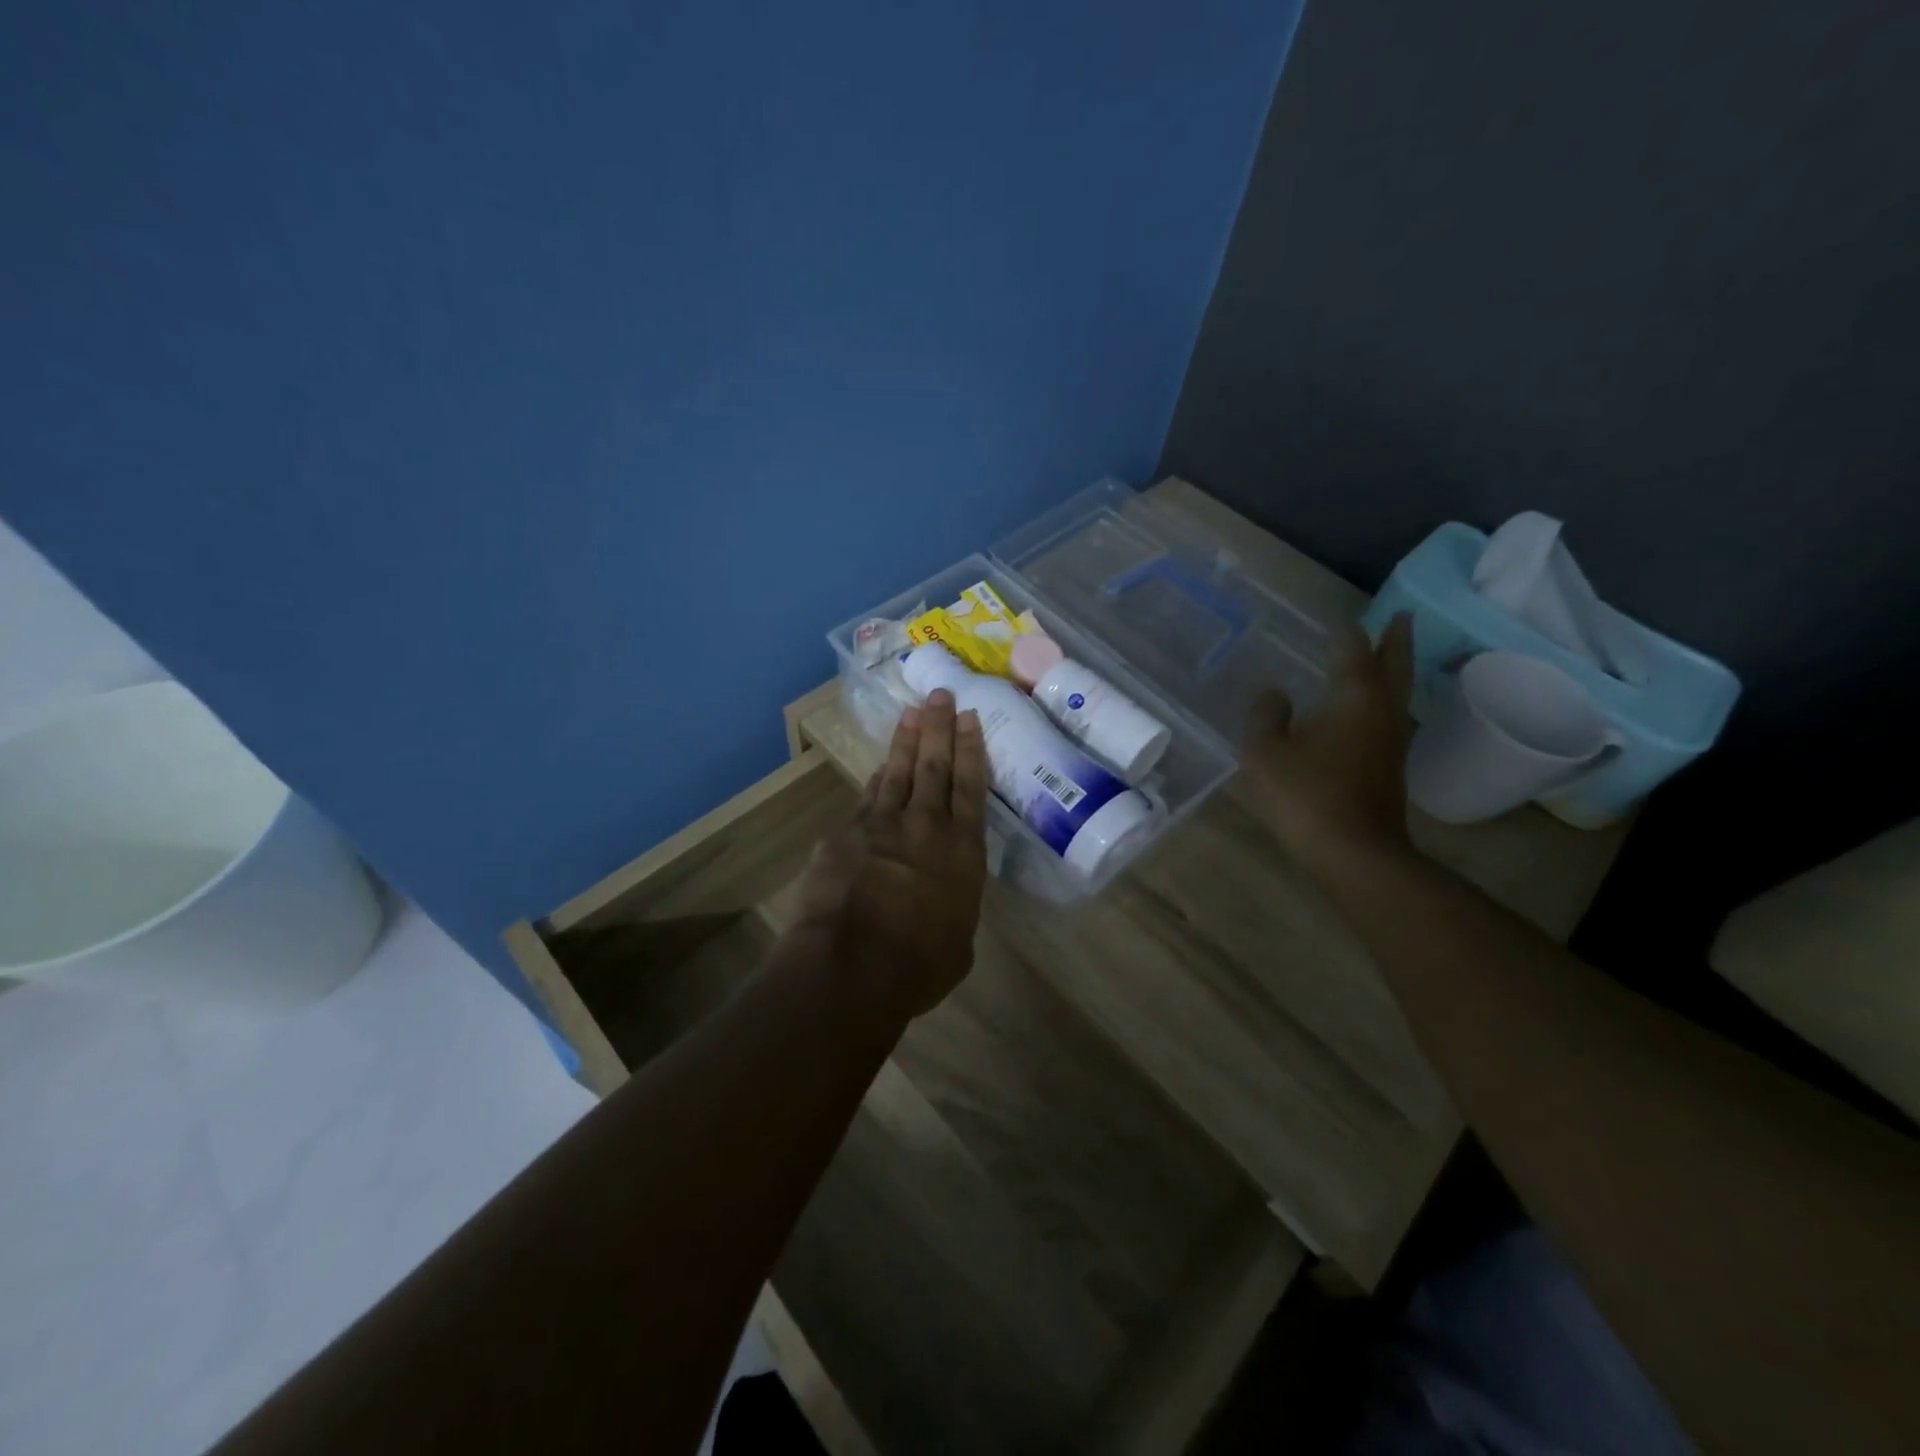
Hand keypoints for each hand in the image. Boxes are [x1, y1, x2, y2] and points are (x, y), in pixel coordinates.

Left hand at [794, 690, 988, 1020]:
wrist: (853, 963)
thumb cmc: (919, 965)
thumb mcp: (957, 943)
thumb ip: (954, 911)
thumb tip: (944, 906)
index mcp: (962, 851)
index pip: (970, 787)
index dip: (970, 750)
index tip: (969, 718)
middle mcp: (925, 826)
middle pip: (934, 766)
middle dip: (939, 728)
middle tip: (941, 695)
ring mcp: (881, 825)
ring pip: (897, 772)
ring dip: (906, 741)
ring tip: (912, 713)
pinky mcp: (844, 835)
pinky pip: (865, 801)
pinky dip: (874, 783)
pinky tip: (877, 770)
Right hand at [1242, 612, 1416, 878]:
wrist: (1354, 851)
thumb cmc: (1305, 794)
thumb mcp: (1265, 752)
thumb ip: (1265, 716)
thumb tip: (1275, 694)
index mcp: (1354, 697)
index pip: (1353, 651)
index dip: (1344, 632)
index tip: (1338, 618)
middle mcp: (1382, 711)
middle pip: (1395, 665)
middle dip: (1395, 639)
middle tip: (1399, 617)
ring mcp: (1392, 741)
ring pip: (1399, 693)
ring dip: (1395, 669)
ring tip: (1387, 656)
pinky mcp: (1390, 768)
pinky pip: (1391, 717)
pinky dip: (1384, 700)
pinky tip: (1369, 710)